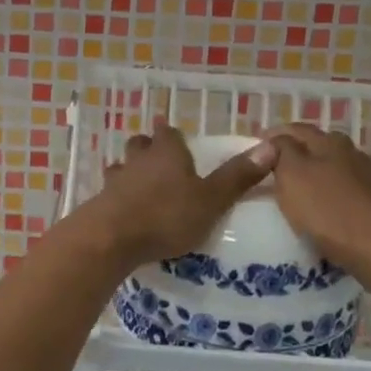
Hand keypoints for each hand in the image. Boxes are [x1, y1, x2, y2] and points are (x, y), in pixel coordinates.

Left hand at [86, 123, 278, 267]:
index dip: (172, 133)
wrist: (111, 238)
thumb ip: (237, 176)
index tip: (175, 134)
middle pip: (141, 145)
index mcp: (167, 152)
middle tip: (158, 158)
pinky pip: (110, 192)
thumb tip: (271, 146)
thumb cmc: (166, 215)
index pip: (169, 133)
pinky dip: (117, 196)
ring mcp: (115, 180)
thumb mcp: (211, 199)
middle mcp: (138, 159)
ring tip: (139, 183)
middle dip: (148, 147)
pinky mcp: (99, 203)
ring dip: (129, 171)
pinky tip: (123, 208)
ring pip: (122, 166)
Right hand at [264, 123, 370, 275]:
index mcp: (329, 141)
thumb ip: (281, 151)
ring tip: (294, 193)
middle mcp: (351, 153)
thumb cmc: (328, 210)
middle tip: (272, 171)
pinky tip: (321, 212)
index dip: (273, 137)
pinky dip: (329, 197)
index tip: (254, 151)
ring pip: (333, 170)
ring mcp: (368, 178)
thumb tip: (276, 139)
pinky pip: (345, 193)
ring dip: (314, 176)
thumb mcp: (292, 175)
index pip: (295, 129)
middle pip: (317, 147)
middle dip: (295, 154)